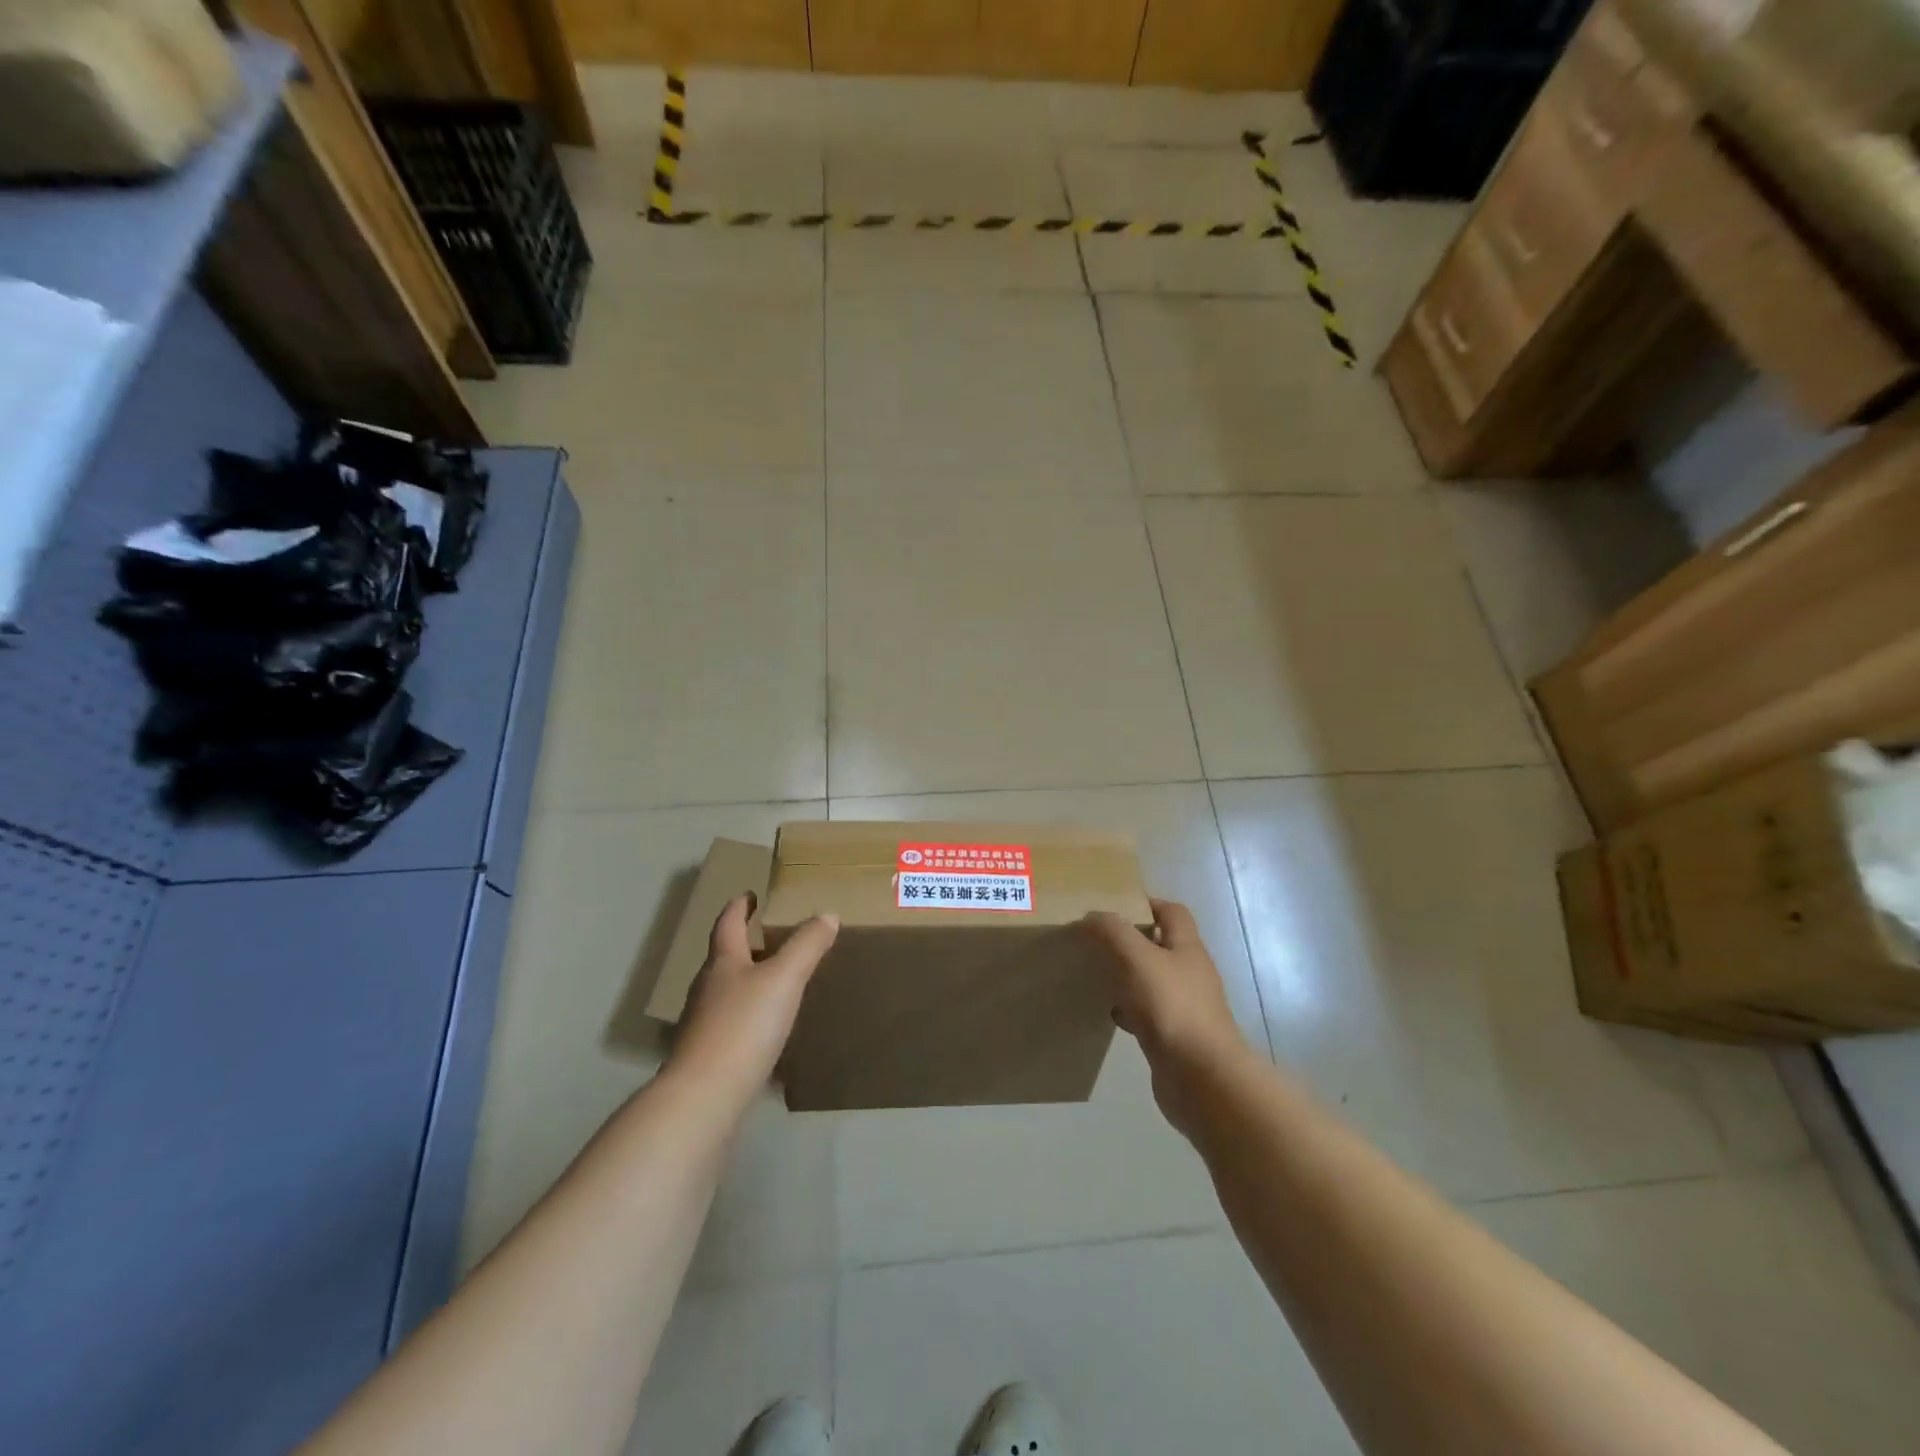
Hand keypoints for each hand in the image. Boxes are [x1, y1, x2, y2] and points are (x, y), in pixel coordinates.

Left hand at [668, 894, 838, 1096]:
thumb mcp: (784, 978)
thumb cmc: (743, 1025)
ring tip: (777, 980)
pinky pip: (733, 1023)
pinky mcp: (710, 1056)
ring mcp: (705, 1024)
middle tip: (772, 936)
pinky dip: (750, 1015)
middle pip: (725, 957)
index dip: (740, 907)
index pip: (728, 924)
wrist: (705, 1097)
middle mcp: (708, 988)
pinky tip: (768, 1028)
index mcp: (722, 963)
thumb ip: (806, 945)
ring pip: (728, 991)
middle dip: (746, 943)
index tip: (750, 894)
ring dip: (749, 980)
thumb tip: (827, 914)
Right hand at [1084, 899, 1251, 1129]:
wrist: (1202, 1079)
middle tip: (1097, 941)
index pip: (1172, 912)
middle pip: (1161, 946)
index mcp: (1188, 948)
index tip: (1113, 907)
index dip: (1146, 903)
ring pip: (1152, 981)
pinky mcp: (1176, 1038)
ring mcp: (1186, 1008)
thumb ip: (1112, 931)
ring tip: (1097, 974)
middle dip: (1131, 941)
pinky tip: (1110, 1015)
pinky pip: (1149, 1014)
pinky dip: (1129, 1010)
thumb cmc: (1171, 1008)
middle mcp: (1191, 974)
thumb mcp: (1136, 958)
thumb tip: (1092, 917)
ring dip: (1128, 977)